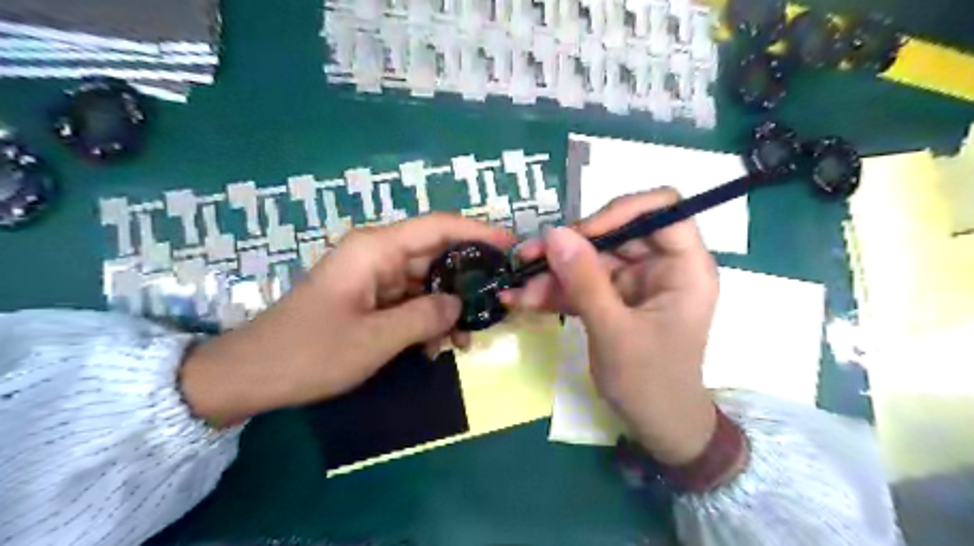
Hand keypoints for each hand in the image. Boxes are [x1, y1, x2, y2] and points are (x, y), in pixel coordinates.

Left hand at [183, 213, 516, 426]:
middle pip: (437, 255)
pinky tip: (435, 348)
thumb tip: (459, 304)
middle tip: (498, 305)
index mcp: (376, 249)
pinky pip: (410, 300)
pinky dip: (427, 320)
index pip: (439, 227)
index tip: (512, 247)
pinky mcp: (370, 297)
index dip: (479, 233)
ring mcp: (373, 276)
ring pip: (427, 282)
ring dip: (447, 309)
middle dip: (467, 282)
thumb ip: (426, 316)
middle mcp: (378, 254)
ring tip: (466, 341)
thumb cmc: (310, 352)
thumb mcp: (376, 339)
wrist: (252, 375)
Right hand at [502, 187, 721, 464]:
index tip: (580, 234)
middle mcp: (661, 266)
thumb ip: (584, 281)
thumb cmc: (649, 382)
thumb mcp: (614, 332)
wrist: (655, 426)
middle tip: (528, 258)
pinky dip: (555, 290)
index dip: (620, 211)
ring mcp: (635, 282)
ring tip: (517, 289)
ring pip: (591, 258)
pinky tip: (523, 300)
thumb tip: (554, 233)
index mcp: (684, 268)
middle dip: (569, 246)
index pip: (663, 209)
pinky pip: (582, 282)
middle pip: (615, 232)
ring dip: (553, 272)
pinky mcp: (614, 297)